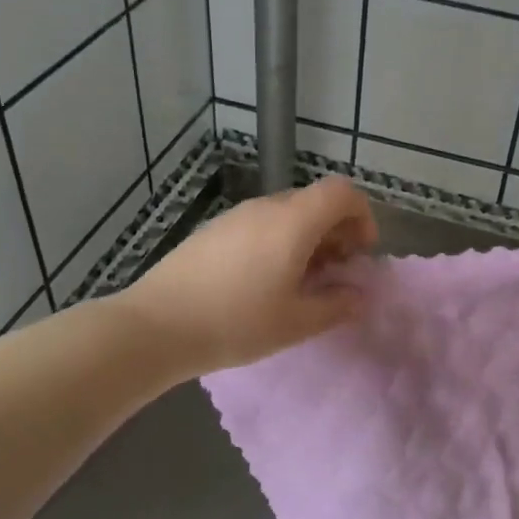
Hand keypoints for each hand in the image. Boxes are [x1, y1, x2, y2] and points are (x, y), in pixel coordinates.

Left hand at [120, 176, 379, 378]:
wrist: (157, 325)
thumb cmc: (236, 322)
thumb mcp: (296, 322)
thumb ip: (337, 305)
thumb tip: (360, 296)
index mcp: (294, 221)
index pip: (342, 192)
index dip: (362, 216)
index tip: (359, 253)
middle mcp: (266, 207)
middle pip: (315, 201)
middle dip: (336, 232)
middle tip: (334, 274)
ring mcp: (236, 216)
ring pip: (287, 214)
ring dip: (306, 239)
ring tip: (299, 282)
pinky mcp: (213, 230)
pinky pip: (260, 224)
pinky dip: (278, 242)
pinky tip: (263, 282)